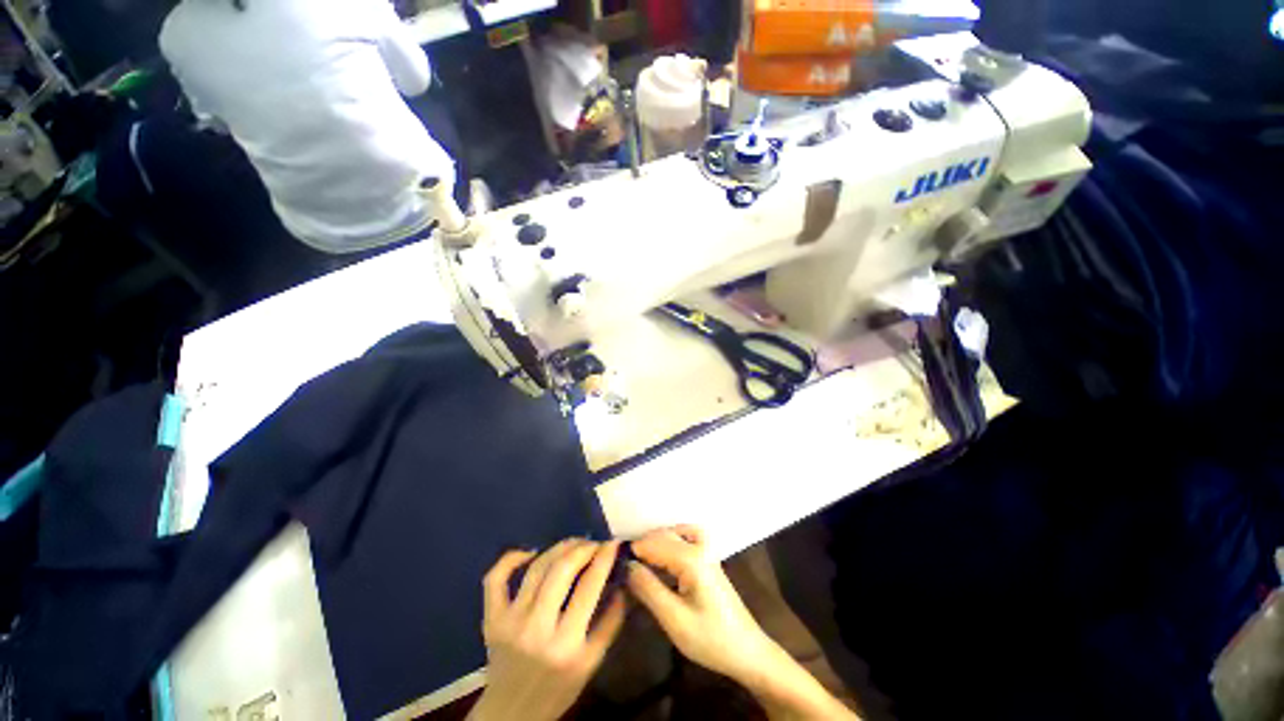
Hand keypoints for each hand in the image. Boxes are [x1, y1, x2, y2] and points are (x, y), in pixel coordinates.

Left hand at [469, 539, 626, 720]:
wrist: (511, 712)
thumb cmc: (557, 688)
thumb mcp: (592, 663)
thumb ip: (610, 622)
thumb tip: (622, 582)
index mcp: (566, 644)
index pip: (589, 587)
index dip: (603, 558)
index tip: (613, 543)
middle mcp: (536, 628)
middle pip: (561, 570)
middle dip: (582, 548)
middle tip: (594, 543)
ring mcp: (510, 621)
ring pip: (536, 568)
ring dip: (559, 548)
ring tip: (574, 543)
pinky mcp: (491, 618)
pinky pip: (495, 578)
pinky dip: (511, 558)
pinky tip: (531, 553)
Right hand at [624, 526, 775, 682]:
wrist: (747, 651)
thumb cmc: (711, 639)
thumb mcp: (674, 620)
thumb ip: (649, 589)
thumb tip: (627, 566)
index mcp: (692, 560)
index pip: (655, 545)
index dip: (634, 550)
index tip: (614, 559)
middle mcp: (700, 548)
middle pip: (665, 535)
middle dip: (644, 543)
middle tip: (622, 560)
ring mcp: (708, 552)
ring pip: (677, 533)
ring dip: (657, 540)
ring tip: (640, 556)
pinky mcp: (710, 559)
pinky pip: (689, 537)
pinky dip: (674, 538)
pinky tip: (664, 553)